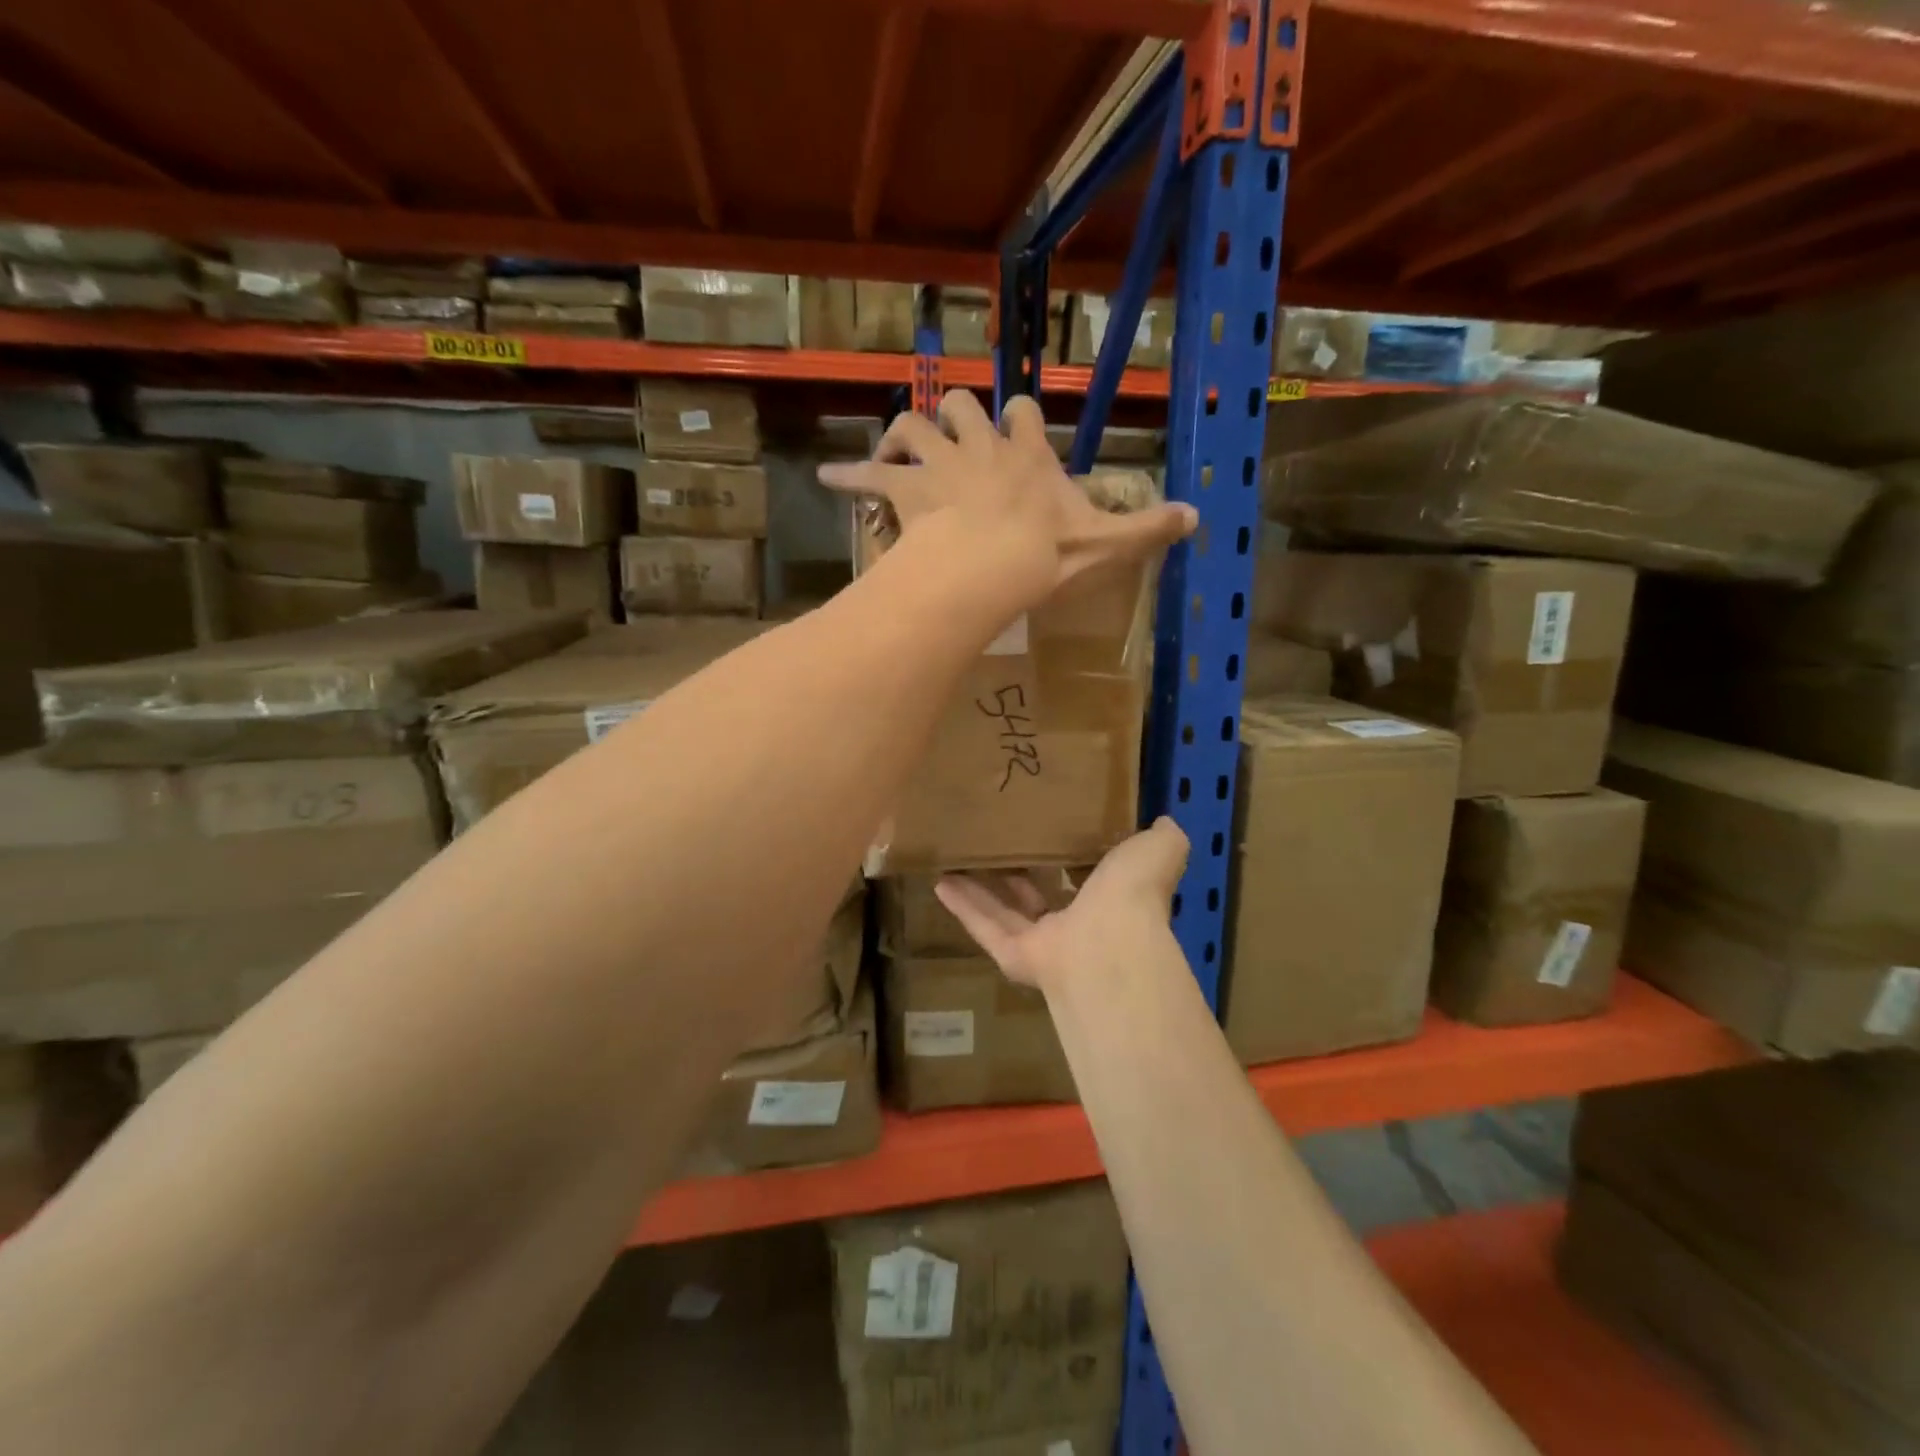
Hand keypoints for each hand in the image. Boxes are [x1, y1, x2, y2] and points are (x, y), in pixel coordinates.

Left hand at [819, 391, 1195, 607]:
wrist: (988, 568)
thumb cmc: (1044, 555)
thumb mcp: (1105, 544)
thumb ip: (1148, 529)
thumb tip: (1199, 518)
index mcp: (1027, 454)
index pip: (1025, 413)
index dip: (1020, 420)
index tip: (1018, 431)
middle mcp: (980, 446)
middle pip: (960, 404)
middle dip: (956, 414)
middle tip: (951, 438)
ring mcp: (938, 463)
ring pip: (913, 424)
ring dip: (904, 433)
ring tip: (897, 450)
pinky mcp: (904, 489)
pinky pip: (867, 475)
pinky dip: (846, 475)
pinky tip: (825, 477)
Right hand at [934, 817, 1189, 994]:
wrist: (1109, 944)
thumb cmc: (1133, 892)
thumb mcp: (1157, 849)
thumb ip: (1163, 837)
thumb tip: (1166, 819)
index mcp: (1111, 899)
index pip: (1088, 877)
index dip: (1070, 855)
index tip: (1050, 826)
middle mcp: (1077, 924)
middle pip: (1040, 895)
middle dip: (1019, 871)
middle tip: (997, 841)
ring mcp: (1044, 943)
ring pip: (1005, 912)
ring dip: (981, 888)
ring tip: (957, 859)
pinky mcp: (1015, 956)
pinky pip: (984, 929)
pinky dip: (963, 907)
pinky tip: (940, 882)